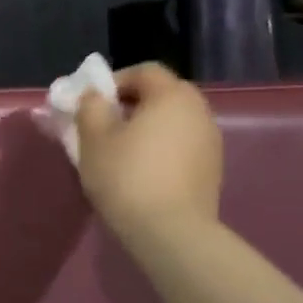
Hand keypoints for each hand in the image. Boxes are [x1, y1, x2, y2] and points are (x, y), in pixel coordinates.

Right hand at [71, 62, 223, 244]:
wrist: (170, 232)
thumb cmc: (126, 176)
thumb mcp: (93, 138)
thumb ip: (90, 107)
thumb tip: (94, 97)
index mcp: (172, 96)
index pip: (144, 71)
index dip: (115, 81)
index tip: (92, 103)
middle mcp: (199, 111)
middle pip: (162, 94)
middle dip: (130, 104)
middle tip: (102, 125)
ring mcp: (211, 141)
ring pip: (172, 121)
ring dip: (146, 128)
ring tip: (118, 151)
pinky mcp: (212, 169)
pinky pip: (181, 145)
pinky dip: (160, 149)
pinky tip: (140, 172)